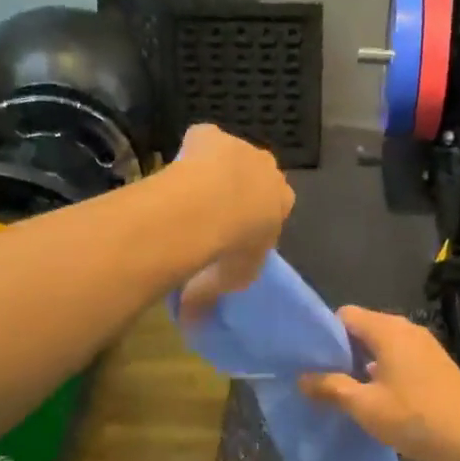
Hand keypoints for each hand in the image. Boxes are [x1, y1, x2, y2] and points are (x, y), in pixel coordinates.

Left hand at [174, 125, 293, 321]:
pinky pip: (201, 141)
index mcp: (283, 200)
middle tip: (212, 212)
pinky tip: (176, 172)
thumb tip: (193, 326)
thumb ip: (217, 294)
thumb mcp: (232, 280)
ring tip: (189, 194)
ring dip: (215, 170)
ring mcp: (240, 146)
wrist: (209, 206)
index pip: (276, 204)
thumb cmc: (232, 246)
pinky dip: (191, 153)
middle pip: (256, 176)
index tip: (234, 232)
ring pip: (229, 157)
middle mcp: (269, 168)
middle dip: (239, 189)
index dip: (255, 217)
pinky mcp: (210, 134)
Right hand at [299, 306, 459, 460]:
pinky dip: (384, 371)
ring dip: (363, 364)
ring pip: (382, 345)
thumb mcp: (366, 406)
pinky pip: (400, 357)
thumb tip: (302, 378)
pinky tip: (377, 399)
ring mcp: (425, 346)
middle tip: (323, 380)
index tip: (311, 361)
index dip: (325, 335)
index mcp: (388, 330)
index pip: (345, 315)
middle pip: (364, 328)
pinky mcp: (437, 364)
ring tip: (345, 393)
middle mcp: (407, 329)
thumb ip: (331, 388)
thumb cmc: (416, 419)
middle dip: (342, 352)